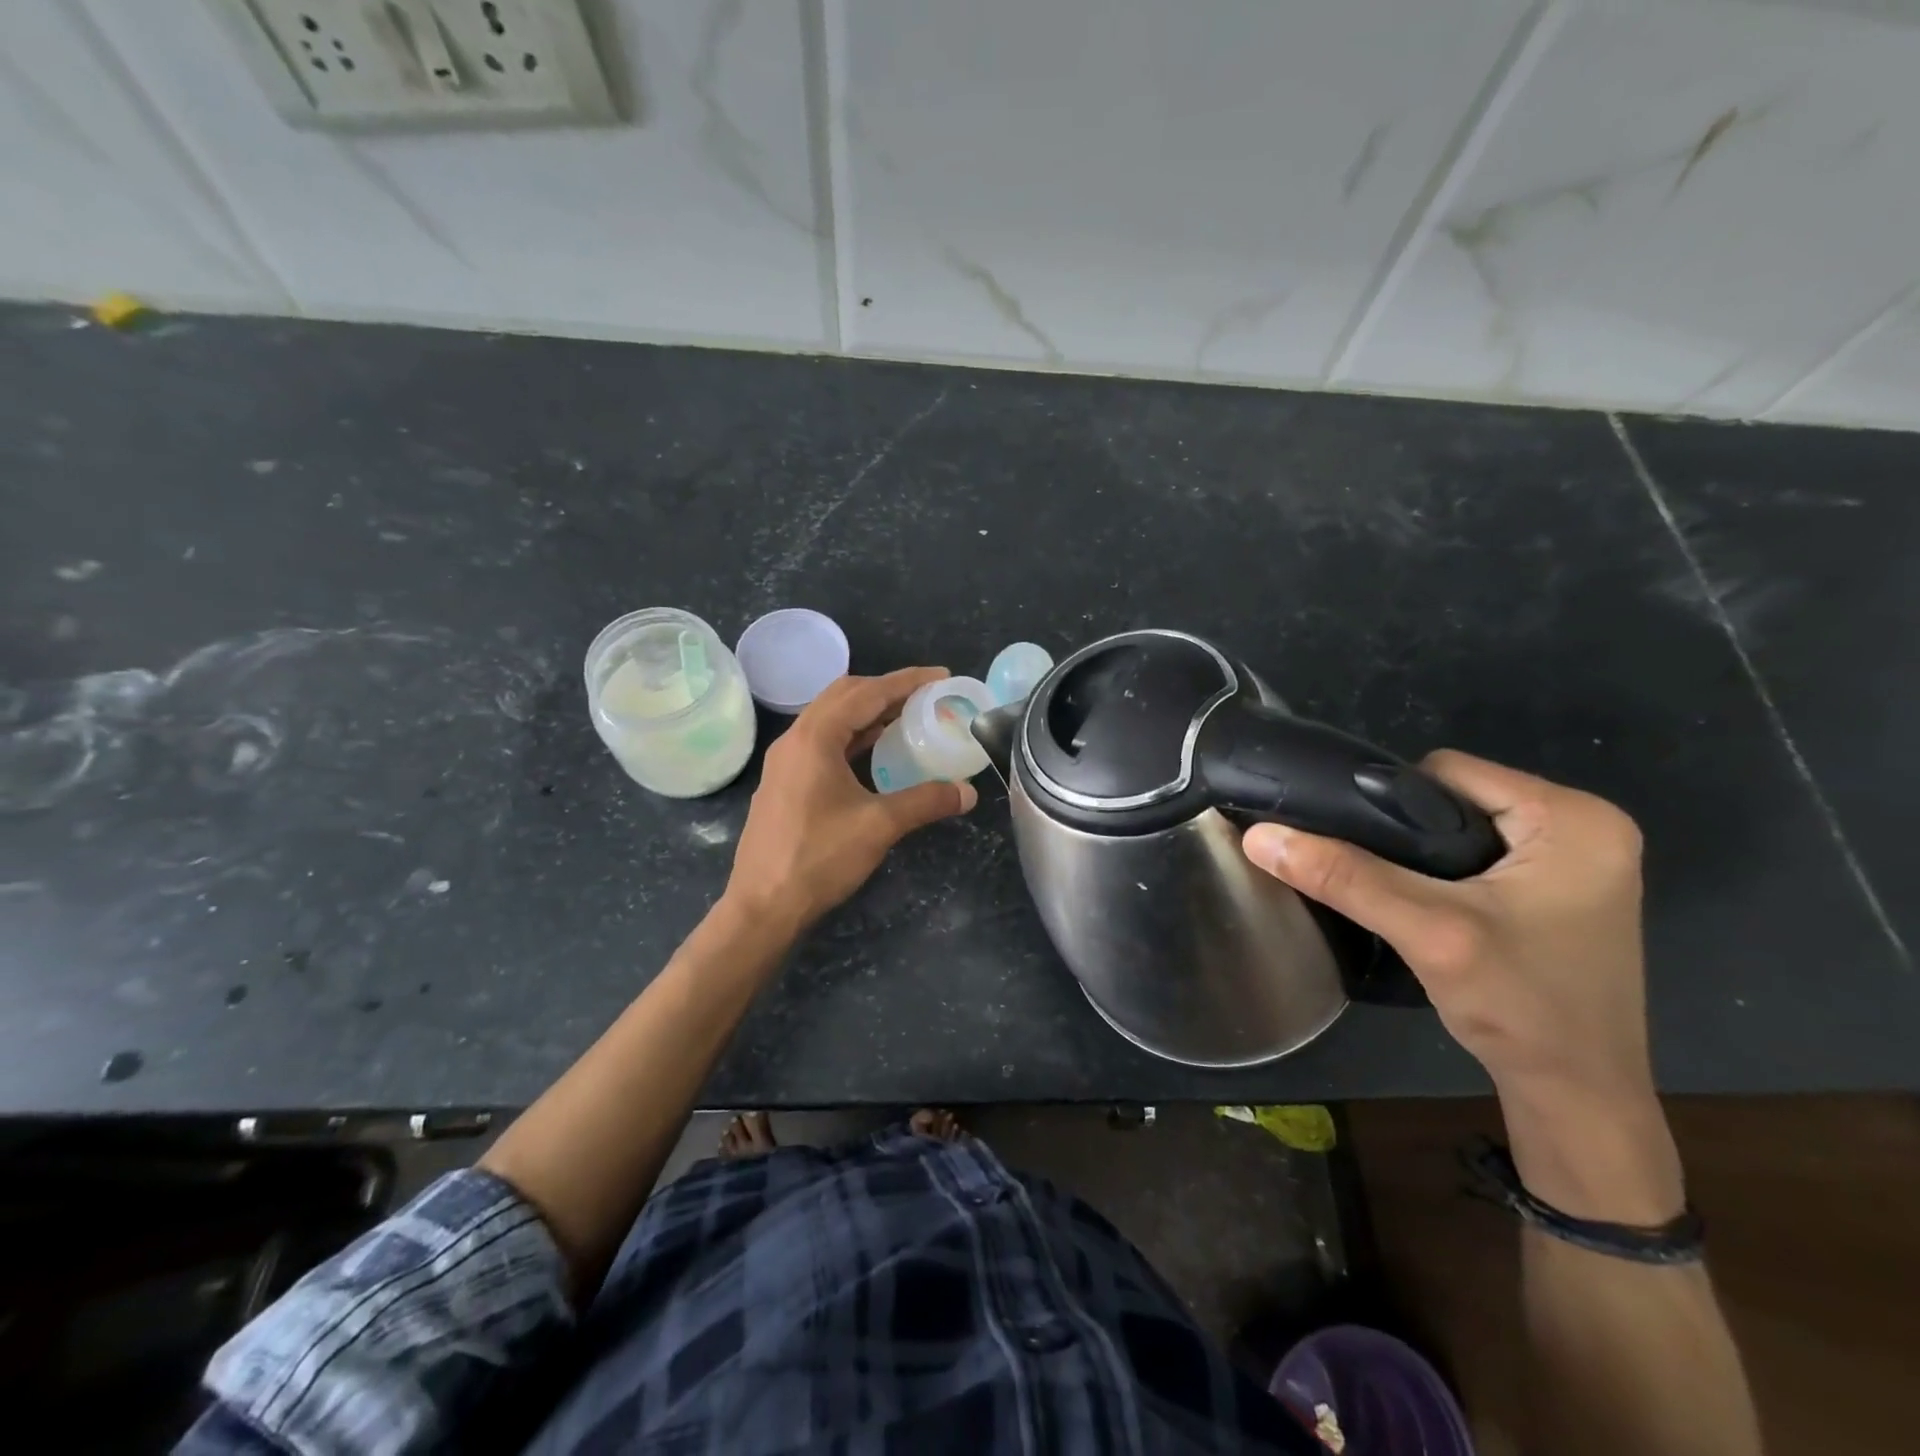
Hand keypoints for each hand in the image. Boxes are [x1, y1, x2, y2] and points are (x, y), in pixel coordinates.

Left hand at [725, 667, 976, 934]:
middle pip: (843, 695)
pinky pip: (822, 742)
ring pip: (830, 719)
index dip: (906, 681)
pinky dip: (852, 736)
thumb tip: (967, 792)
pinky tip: (874, 752)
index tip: (940, 676)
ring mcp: (785, 761)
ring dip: (867, 712)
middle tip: (924, 696)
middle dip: (885, 689)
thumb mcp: (879, 826)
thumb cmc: (819, 858)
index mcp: (815, 738)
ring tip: (905, 718)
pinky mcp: (784, 782)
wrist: (763, 905)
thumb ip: (926, 801)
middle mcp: (795, 739)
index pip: (867, 693)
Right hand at [1243, 751, 1682, 1221]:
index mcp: (1575, 817)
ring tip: (1391, 892)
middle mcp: (1585, 826)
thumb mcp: (1428, 932)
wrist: (1577, 1100)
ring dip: (1417, 854)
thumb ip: (1344, 877)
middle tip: (1374, 876)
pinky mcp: (1558, 891)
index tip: (1359, 848)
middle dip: (1403, 831)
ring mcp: (1575, 860)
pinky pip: (1477, 855)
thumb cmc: (1523, 1009)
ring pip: (1459, 826)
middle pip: (1453, 796)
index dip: (1388, 801)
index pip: (1448, 771)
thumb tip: (1258, 836)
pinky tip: (1422, 906)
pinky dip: (1440, 873)